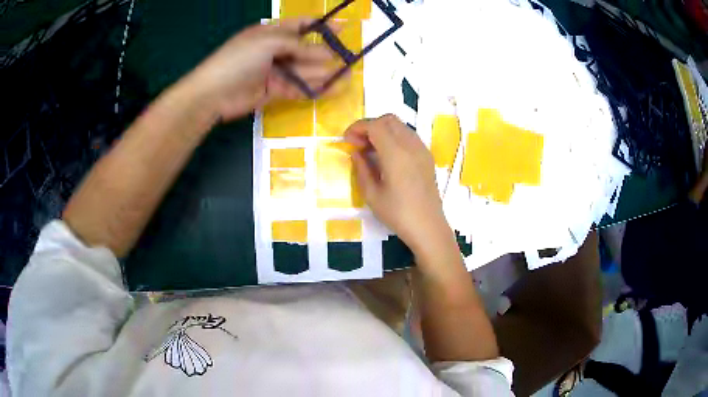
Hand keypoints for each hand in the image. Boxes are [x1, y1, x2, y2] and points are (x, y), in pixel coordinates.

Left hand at [185, 19, 333, 120]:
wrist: (213, 93)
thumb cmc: (239, 59)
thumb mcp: (268, 42)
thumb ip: (297, 45)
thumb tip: (324, 54)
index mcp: (270, 32)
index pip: (300, 25)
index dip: (321, 26)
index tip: (343, 28)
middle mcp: (274, 50)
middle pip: (305, 50)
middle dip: (326, 54)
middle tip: (349, 60)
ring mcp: (273, 71)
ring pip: (303, 70)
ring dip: (324, 73)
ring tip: (347, 78)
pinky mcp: (273, 90)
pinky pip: (297, 88)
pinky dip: (313, 89)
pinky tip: (330, 90)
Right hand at [344, 115, 451, 252]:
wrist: (428, 227)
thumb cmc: (398, 214)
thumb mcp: (372, 194)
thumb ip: (361, 168)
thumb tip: (356, 152)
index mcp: (396, 154)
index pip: (375, 126)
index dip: (357, 128)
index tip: (347, 141)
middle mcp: (411, 145)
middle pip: (388, 120)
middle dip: (369, 126)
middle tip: (358, 144)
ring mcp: (422, 149)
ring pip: (400, 126)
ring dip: (382, 130)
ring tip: (371, 150)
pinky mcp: (427, 156)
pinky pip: (408, 136)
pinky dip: (394, 137)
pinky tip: (387, 156)